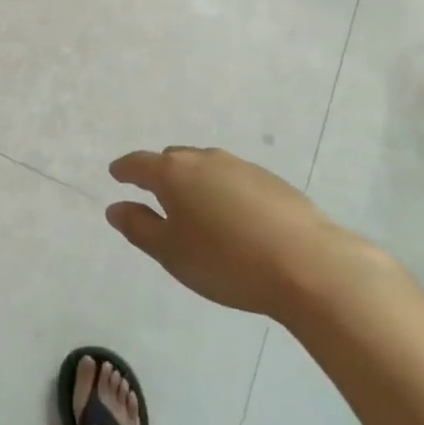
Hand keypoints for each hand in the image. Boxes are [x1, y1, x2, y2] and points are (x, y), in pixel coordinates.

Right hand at [106, 147, 381, 319]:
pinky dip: (223, 192)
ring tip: (196, 211)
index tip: (116, 175)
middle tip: (155, 197)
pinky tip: (234, 219)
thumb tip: (115, 208)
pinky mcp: (272, 181)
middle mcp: (204, 159)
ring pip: (206, 167)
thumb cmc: (226, 261)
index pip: (138, 164)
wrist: (308, 265)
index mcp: (173, 173)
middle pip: (173, 160)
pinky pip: (233, 179)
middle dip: (160, 174)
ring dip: (194, 182)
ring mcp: (241, 166)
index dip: (124, 170)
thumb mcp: (171, 252)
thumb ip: (139, 228)